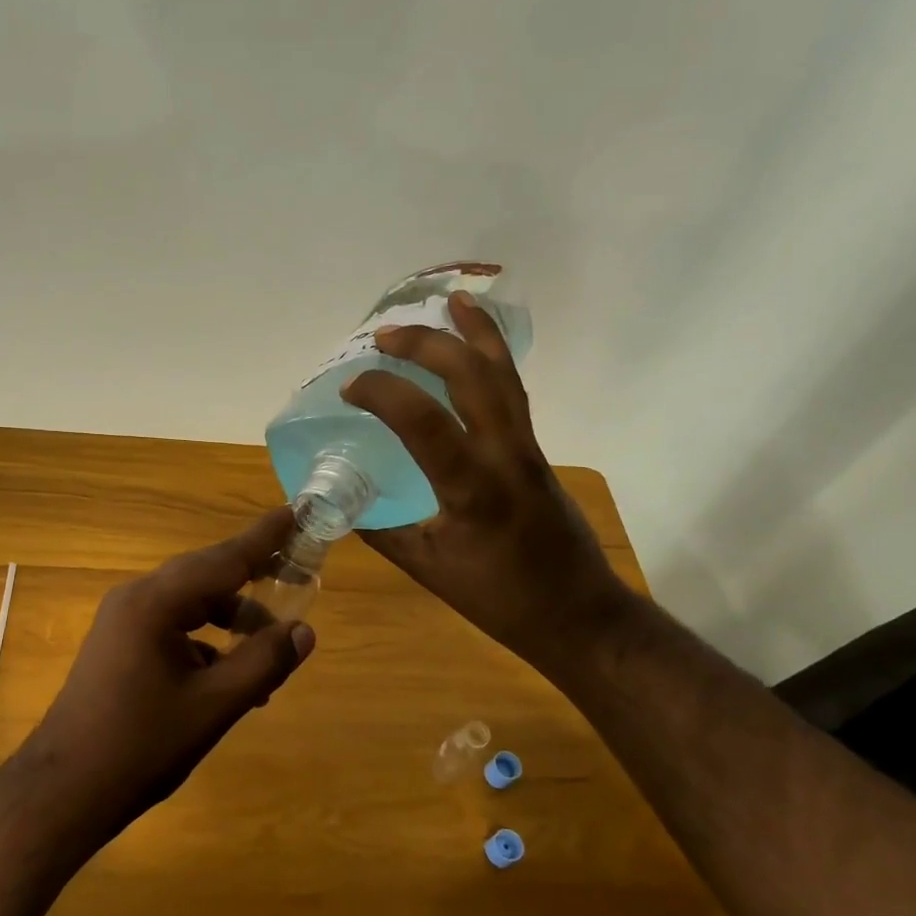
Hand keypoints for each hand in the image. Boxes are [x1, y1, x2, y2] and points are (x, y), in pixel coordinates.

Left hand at [4, 508, 316, 848]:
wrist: (64, 791)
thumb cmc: (141, 746)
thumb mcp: (214, 705)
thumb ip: (263, 663)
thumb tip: (304, 631)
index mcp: (156, 602)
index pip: (224, 558)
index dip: (265, 538)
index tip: (296, 512)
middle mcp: (136, 599)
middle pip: (207, 577)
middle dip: (253, 579)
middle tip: (297, 575)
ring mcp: (123, 622)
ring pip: (191, 605)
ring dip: (231, 621)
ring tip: (269, 651)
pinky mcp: (120, 645)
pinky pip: (173, 629)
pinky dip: (206, 643)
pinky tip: (230, 679)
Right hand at [339, 291, 628, 666]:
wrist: (577, 614)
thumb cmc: (500, 599)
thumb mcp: (429, 569)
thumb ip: (382, 532)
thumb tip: (337, 506)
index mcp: (473, 488)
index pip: (424, 422)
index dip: (382, 393)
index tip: (349, 389)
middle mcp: (506, 455)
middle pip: (472, 376)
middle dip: (426, 345)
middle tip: (384, 335)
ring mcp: (527, 448)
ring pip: (504, 375)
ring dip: (476, 333)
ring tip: (453, 301)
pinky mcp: (536, 452)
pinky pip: (514, 392)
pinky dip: (494, 360)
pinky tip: (479, 349)